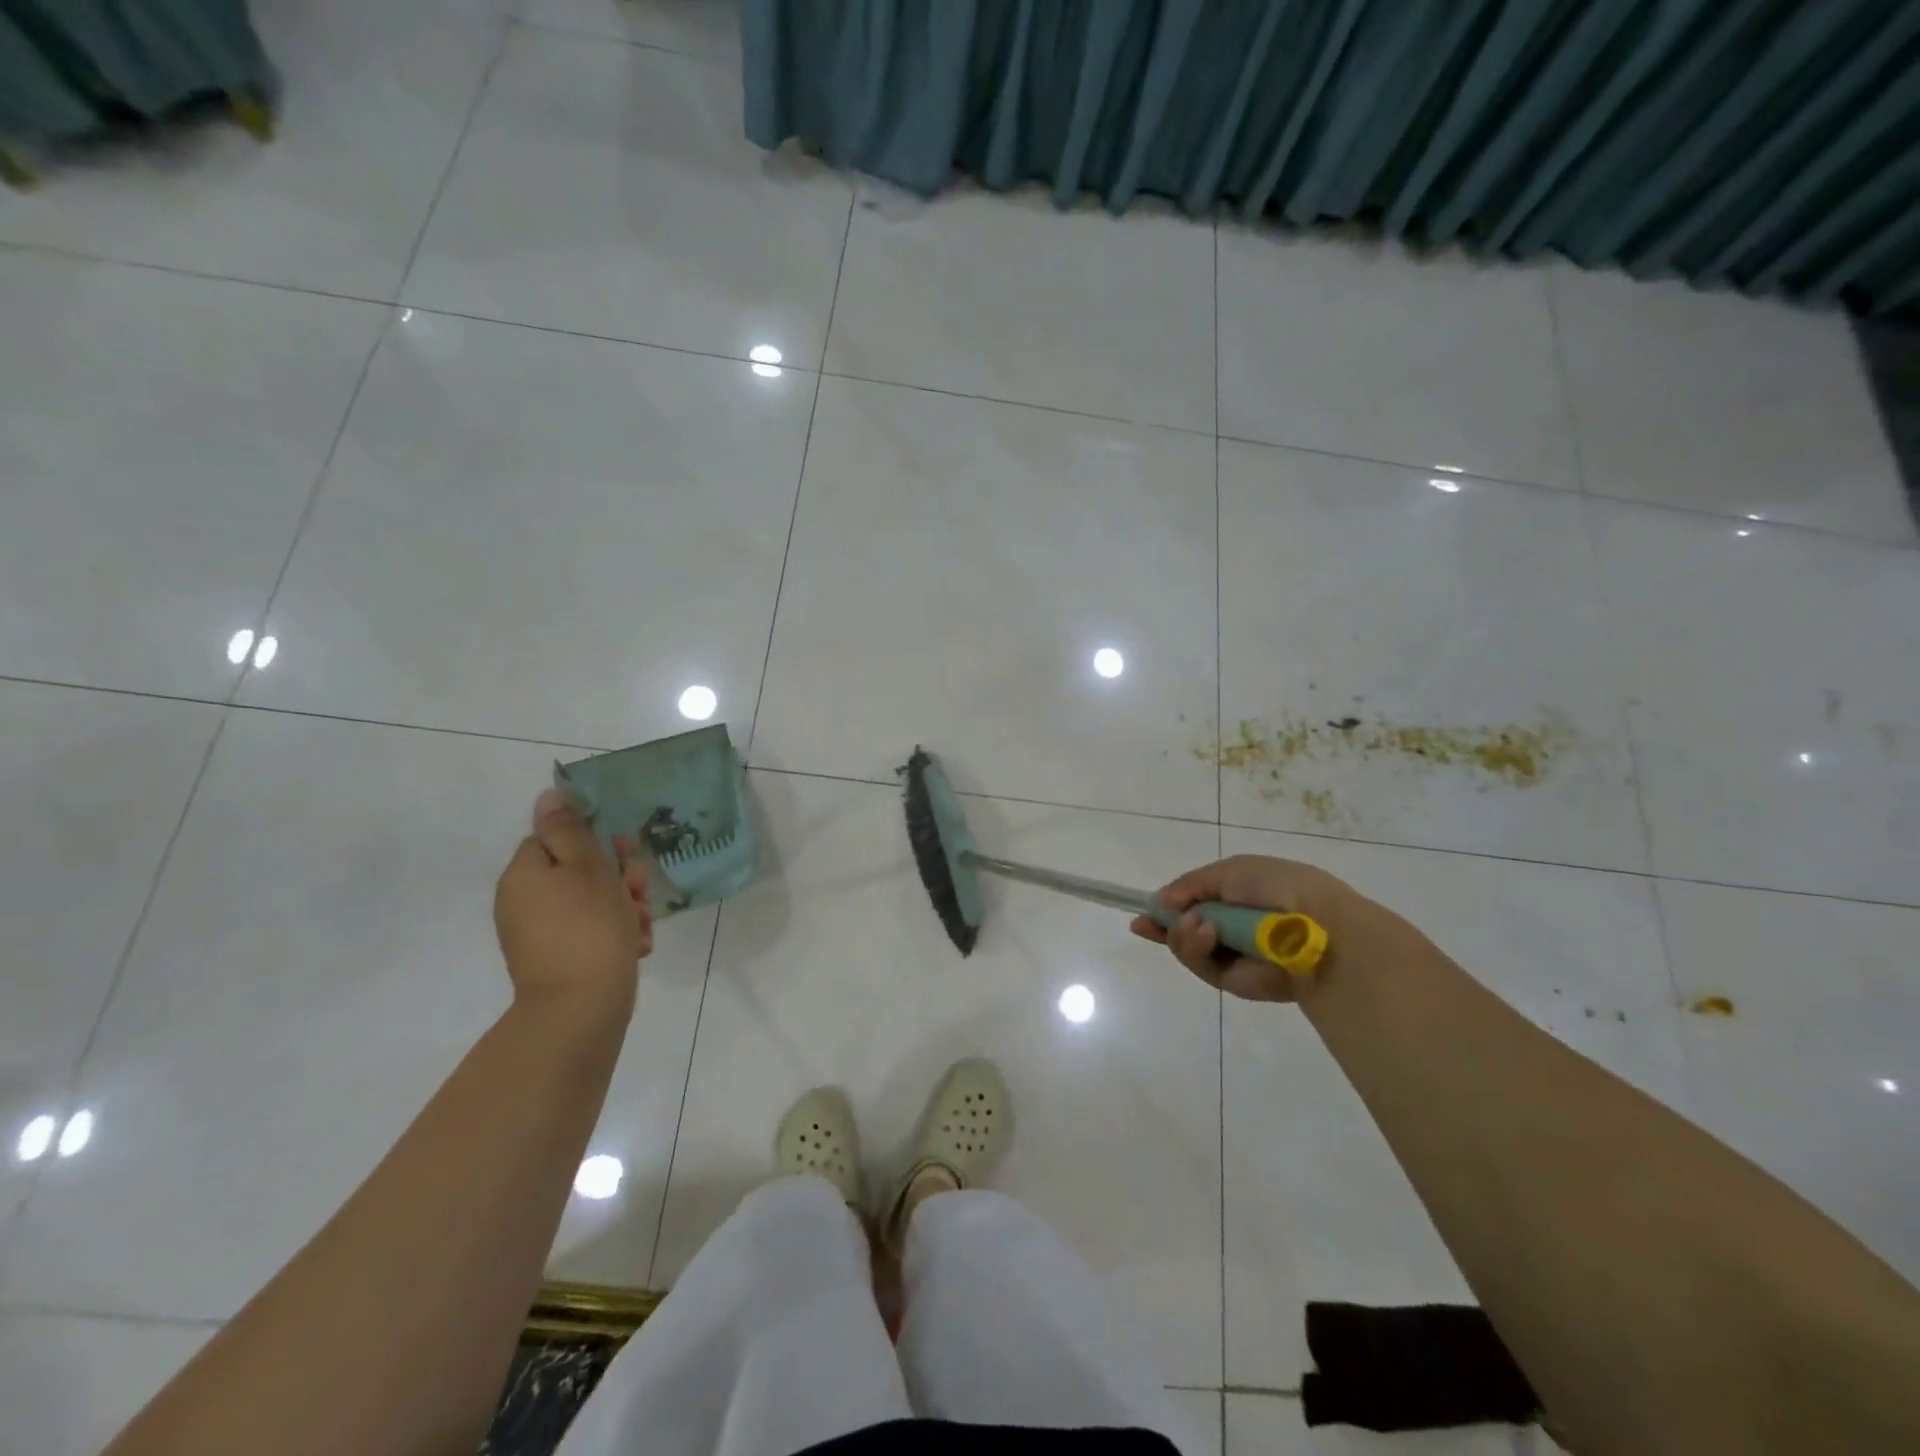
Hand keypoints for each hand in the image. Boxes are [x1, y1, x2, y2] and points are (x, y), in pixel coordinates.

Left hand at [494, 789, 651, 1006]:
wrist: (582, 1008)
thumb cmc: (590, 928)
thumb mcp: (587, 868)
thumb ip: (569, 830)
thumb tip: (548, 795)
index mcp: (525, 873)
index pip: (557, 838)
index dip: (594, 843)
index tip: (623, 855)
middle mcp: (523, 900)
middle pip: (576, 870)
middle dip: (617, 878)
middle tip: (637, 892)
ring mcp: (538, 933)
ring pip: (590, 902)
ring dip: (623, 907)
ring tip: (641, 925)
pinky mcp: (556, 959)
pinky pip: (589, 931)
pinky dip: (614, 933)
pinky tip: (636, 946)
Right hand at [1130, 853, 1406, 1002]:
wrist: (1313, 925)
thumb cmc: (1275, 886)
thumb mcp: (1227, 871)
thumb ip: (1190, 885)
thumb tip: (1160, 902)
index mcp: (1238, 896)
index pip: (1195, 902)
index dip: (1168, 906)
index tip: (1143, 913)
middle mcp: (1233, 926)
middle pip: (1185, 929)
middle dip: (1164, 926)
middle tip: (1147, 924)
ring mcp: (1232, 954)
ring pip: (1188, 947)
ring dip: (1182, 934)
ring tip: (1196, 925)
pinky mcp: (1233, 980)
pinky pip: (1201, 965)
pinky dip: (1196, 948)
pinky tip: (1206, 933)